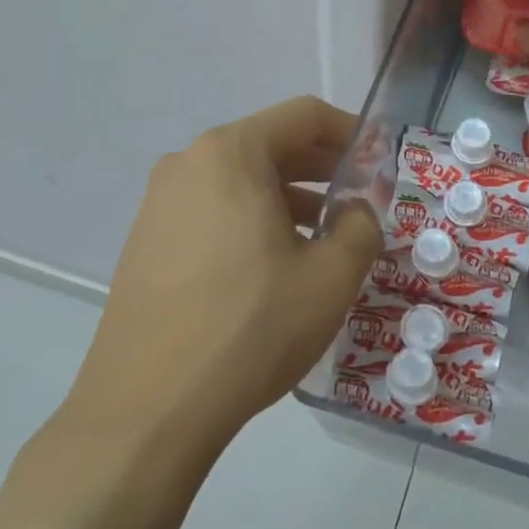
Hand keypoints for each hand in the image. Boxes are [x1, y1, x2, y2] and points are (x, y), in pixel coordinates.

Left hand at [63, 96, 381, 450]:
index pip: (304, 116)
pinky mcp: (147, 243)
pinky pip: (214, 211)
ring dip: (290, 198)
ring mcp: (160, 205)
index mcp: (230, 154)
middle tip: (361, 200)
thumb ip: (362, 225)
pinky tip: (277, 266)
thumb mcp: (331, 275)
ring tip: (326, 238)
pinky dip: (254, 221)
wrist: (147, 411)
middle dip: (323, 168)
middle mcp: (187, 165)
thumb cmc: (250, 328)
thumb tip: (356, 210)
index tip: (381, 163)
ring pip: (242, 181)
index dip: (352, 133)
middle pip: (271, 145)